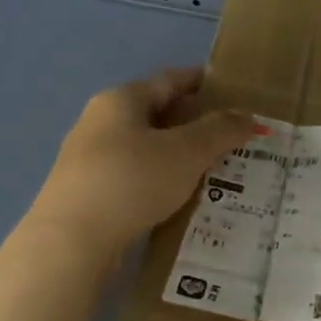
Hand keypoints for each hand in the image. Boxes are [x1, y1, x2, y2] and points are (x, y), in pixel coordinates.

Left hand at [29, 67, 253, 255]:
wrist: (71, 241)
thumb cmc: (132, 181)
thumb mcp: (186, 152)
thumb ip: (220, 131)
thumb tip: (249, 117)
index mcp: (121, 100)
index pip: (168, 80)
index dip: (201, 82)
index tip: (230, 90)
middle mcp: (100, 121)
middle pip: (155, 113)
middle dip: (192, 122)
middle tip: (229, 136)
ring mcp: (89, 159)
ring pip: (144, 148)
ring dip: (176, 154)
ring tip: (212, 169)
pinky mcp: (87, 193)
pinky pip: (133, 176)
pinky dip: (159, 179)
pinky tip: (179, 197)